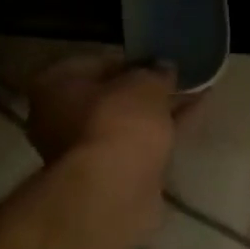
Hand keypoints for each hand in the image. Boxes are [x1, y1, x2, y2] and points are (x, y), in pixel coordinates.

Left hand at [26, 54, 198, 185]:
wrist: (114, 188)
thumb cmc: (118, 121)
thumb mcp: (145, 84)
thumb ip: (156, 72)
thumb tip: (164, 68)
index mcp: (54, 84)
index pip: (97, 62)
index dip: (133, 60)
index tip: (160, 61)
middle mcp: (58, 116)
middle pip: (110, 96)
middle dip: (145, 90)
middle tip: (178, 80)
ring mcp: (81, 150)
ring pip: (126, 122)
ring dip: (156, 112)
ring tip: (194, 95)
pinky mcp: (106, 174)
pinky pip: (137, 144)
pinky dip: (160, 134)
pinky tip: (192, 120)